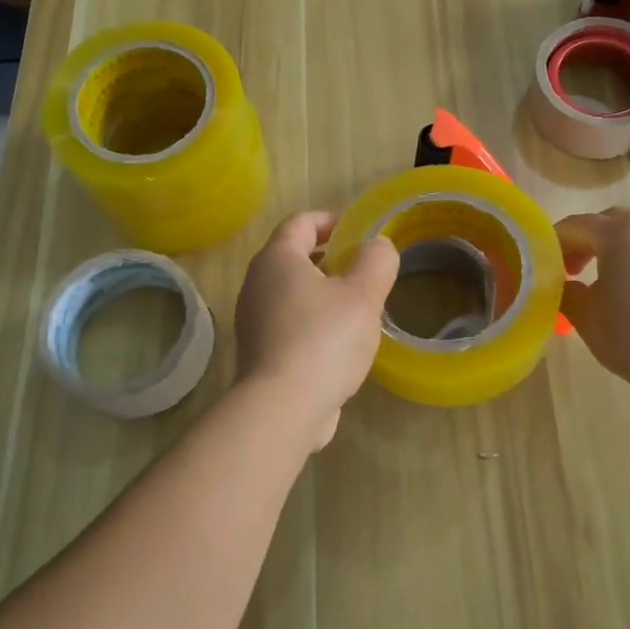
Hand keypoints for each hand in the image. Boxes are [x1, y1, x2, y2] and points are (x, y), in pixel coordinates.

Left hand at [234, 211, 399, 448]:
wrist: (283, 408)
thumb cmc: (324, 339)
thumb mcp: (363, 294)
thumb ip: (376, 261)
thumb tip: (376, 246)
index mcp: (277, 259)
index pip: (301, 222)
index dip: (331, 220)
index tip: (359, 230)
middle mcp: (256, 284)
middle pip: (294, 257)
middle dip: (329, 258)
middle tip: (363, 269)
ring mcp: (253, 322)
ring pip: (292, 294)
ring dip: (323, 293)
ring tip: (357, 308)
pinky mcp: (259, 354)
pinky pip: (289, 325)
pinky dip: (313, 323)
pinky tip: (340, 344)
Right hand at [557, 208, 629, 397]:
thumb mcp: (589, 322)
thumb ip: (569, 296)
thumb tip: (567, 286)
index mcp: (621, 235)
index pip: (576, 225)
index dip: (555, 243)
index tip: (545, 268)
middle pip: (611, 222)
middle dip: (588, 241)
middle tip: (574, 270)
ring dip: (618, 251)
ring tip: (609, 286)